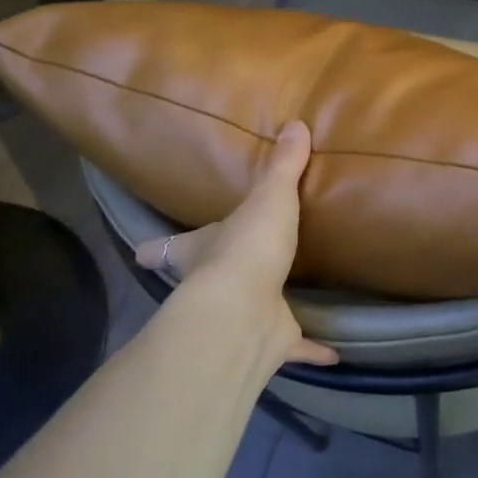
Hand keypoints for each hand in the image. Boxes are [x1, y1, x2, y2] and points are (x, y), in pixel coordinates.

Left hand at [134, 120, 337, 369]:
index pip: (165, 248)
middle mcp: (211, 287)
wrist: (246, 310)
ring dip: (262, 310)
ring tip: (280, 300)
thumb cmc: (247, 246)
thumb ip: (284, 166)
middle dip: (213, 277)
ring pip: (248, 315)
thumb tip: (297, 123)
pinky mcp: (269, 342)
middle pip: (205, 282)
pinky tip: (334, 353)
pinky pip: (294, 346)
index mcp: (199, 250)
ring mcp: (240, 317)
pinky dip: (312, 350)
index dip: (154, 249)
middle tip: (228, 268)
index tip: (143, 252)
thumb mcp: (269, 197)